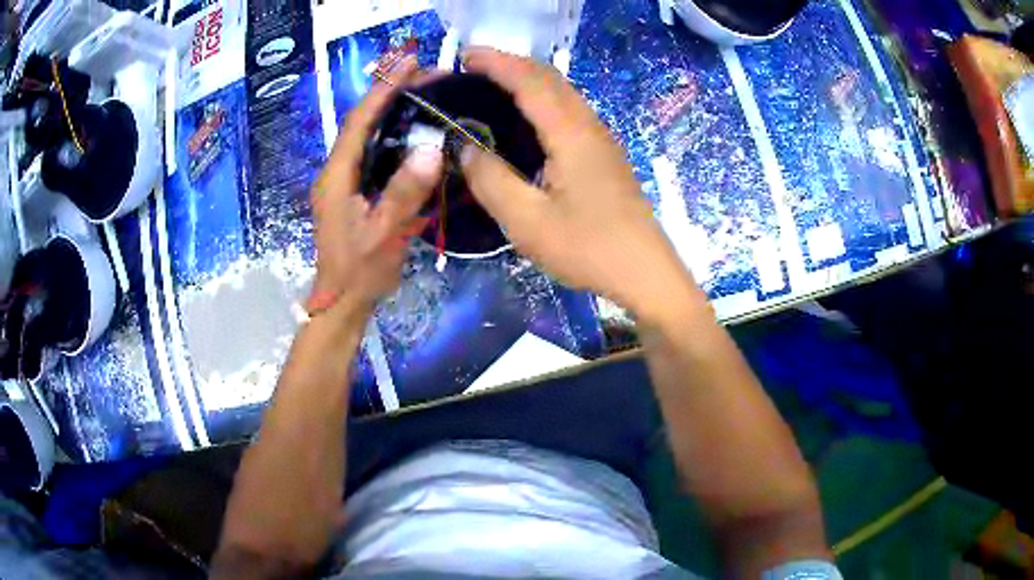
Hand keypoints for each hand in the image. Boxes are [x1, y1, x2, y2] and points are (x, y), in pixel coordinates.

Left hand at [307, 56, 442, 316]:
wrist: (341, 303)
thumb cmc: (360, 272)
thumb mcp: (384, 234)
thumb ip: (404, 193)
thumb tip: (430, 148)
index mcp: (337, 176)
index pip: (359, 121)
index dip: (383, 89)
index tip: (410, 62)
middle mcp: (336, 172)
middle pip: (361, 122)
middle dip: (389, 92)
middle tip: (426, 73)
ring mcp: (342, 182)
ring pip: (366, 135)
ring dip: (391, 109)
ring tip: (423, 91)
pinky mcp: (352, 191)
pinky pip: (372, 152)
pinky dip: (391, 133)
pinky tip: (413, 129)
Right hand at [460, 48, 700, 319]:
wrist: (645, 272)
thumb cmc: (588, 248)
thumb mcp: (528, 222)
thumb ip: (491, 180)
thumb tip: (464, 148)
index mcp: (570, 134)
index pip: (529, 81)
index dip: (496, 62)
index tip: (463, 56)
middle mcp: (589, 126)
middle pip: (550, 78)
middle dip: (511, 64)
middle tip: (472, 69)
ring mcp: (602, 140)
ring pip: (563, 93)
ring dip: (528, 80)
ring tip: (493, 87)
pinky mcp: (605, 155)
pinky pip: (570, 111)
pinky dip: (542, 100)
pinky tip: (527, 120)